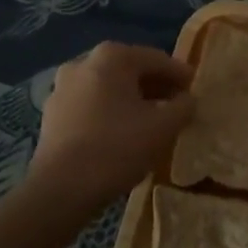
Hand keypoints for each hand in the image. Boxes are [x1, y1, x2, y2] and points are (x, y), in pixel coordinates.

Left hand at [30, 42, 193, 217]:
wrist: (60, 191)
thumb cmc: (117, 148)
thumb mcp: (164, 127)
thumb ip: (184, 106)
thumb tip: (187, 100)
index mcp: (112, 56)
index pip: (158, 60)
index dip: (181, 76)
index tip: (196, 92)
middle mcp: (83, 62)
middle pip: (131, 71)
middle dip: (156, 88)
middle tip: (176, 107)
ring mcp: (62, 88)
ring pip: (109, 89)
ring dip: (132, 101)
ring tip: (151, 123)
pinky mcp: (51, 114)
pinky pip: (91, 105)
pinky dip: (110, 113)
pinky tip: (122, 135)